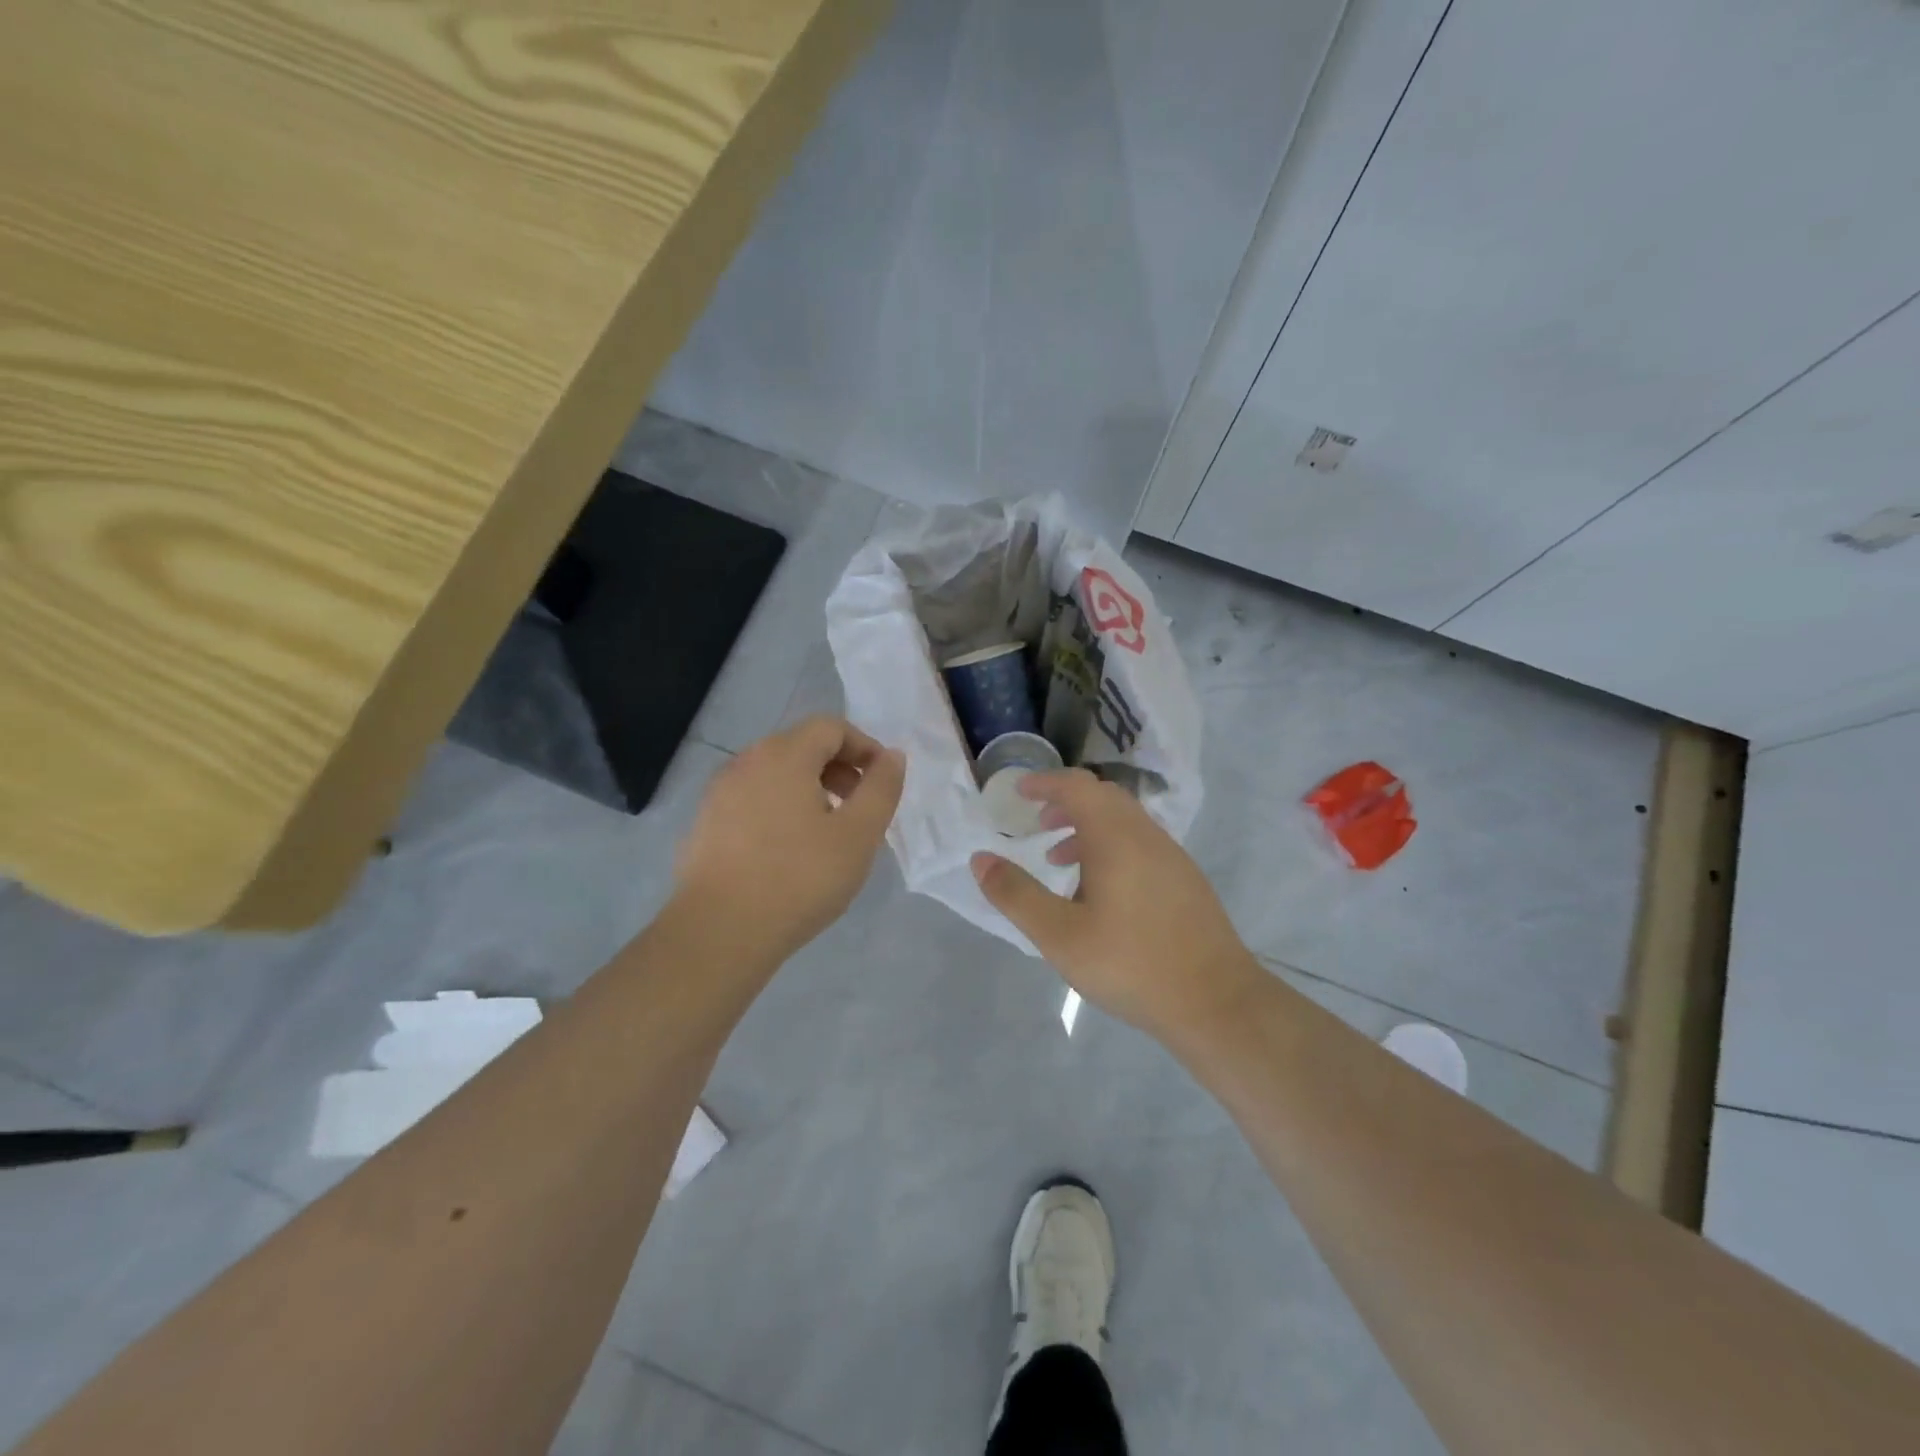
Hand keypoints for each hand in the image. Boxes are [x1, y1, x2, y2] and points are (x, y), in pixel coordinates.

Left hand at [674, 716, 905, 960]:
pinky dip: (780, 809)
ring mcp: (719, 793)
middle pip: (801, 746)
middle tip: (860, 807)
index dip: (864, 747)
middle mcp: (746, 762)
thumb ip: (881, 788)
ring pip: (775, 774)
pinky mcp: (705, 824)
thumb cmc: (798, 878)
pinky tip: (789, 852)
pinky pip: (753, 800)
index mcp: (784, 755)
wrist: (718, 932)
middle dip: (838, 768)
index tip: (882, 782)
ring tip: (828, 832)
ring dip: (810, 789)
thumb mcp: (858, 834)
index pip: (831, 727)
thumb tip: (891, 756)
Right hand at [971, 769, 1260, 1039]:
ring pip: (1124, 822)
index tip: (1019, 793)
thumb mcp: (1060, 935)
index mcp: (1116, 837)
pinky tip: (1101, 893)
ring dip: (1089, 828)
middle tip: (1038, 824)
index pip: (1077, 786)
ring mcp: (1172, 857)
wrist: (1216, 1002)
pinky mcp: (1186, 881)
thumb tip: (981, 859)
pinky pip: (1141, 844)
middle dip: (1066, 803)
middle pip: (1103, 798)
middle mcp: (1147, 835)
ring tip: (1061, 860)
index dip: (1045, 783)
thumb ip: (1016, 894)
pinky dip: (1112, 847)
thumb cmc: (1131, 964)